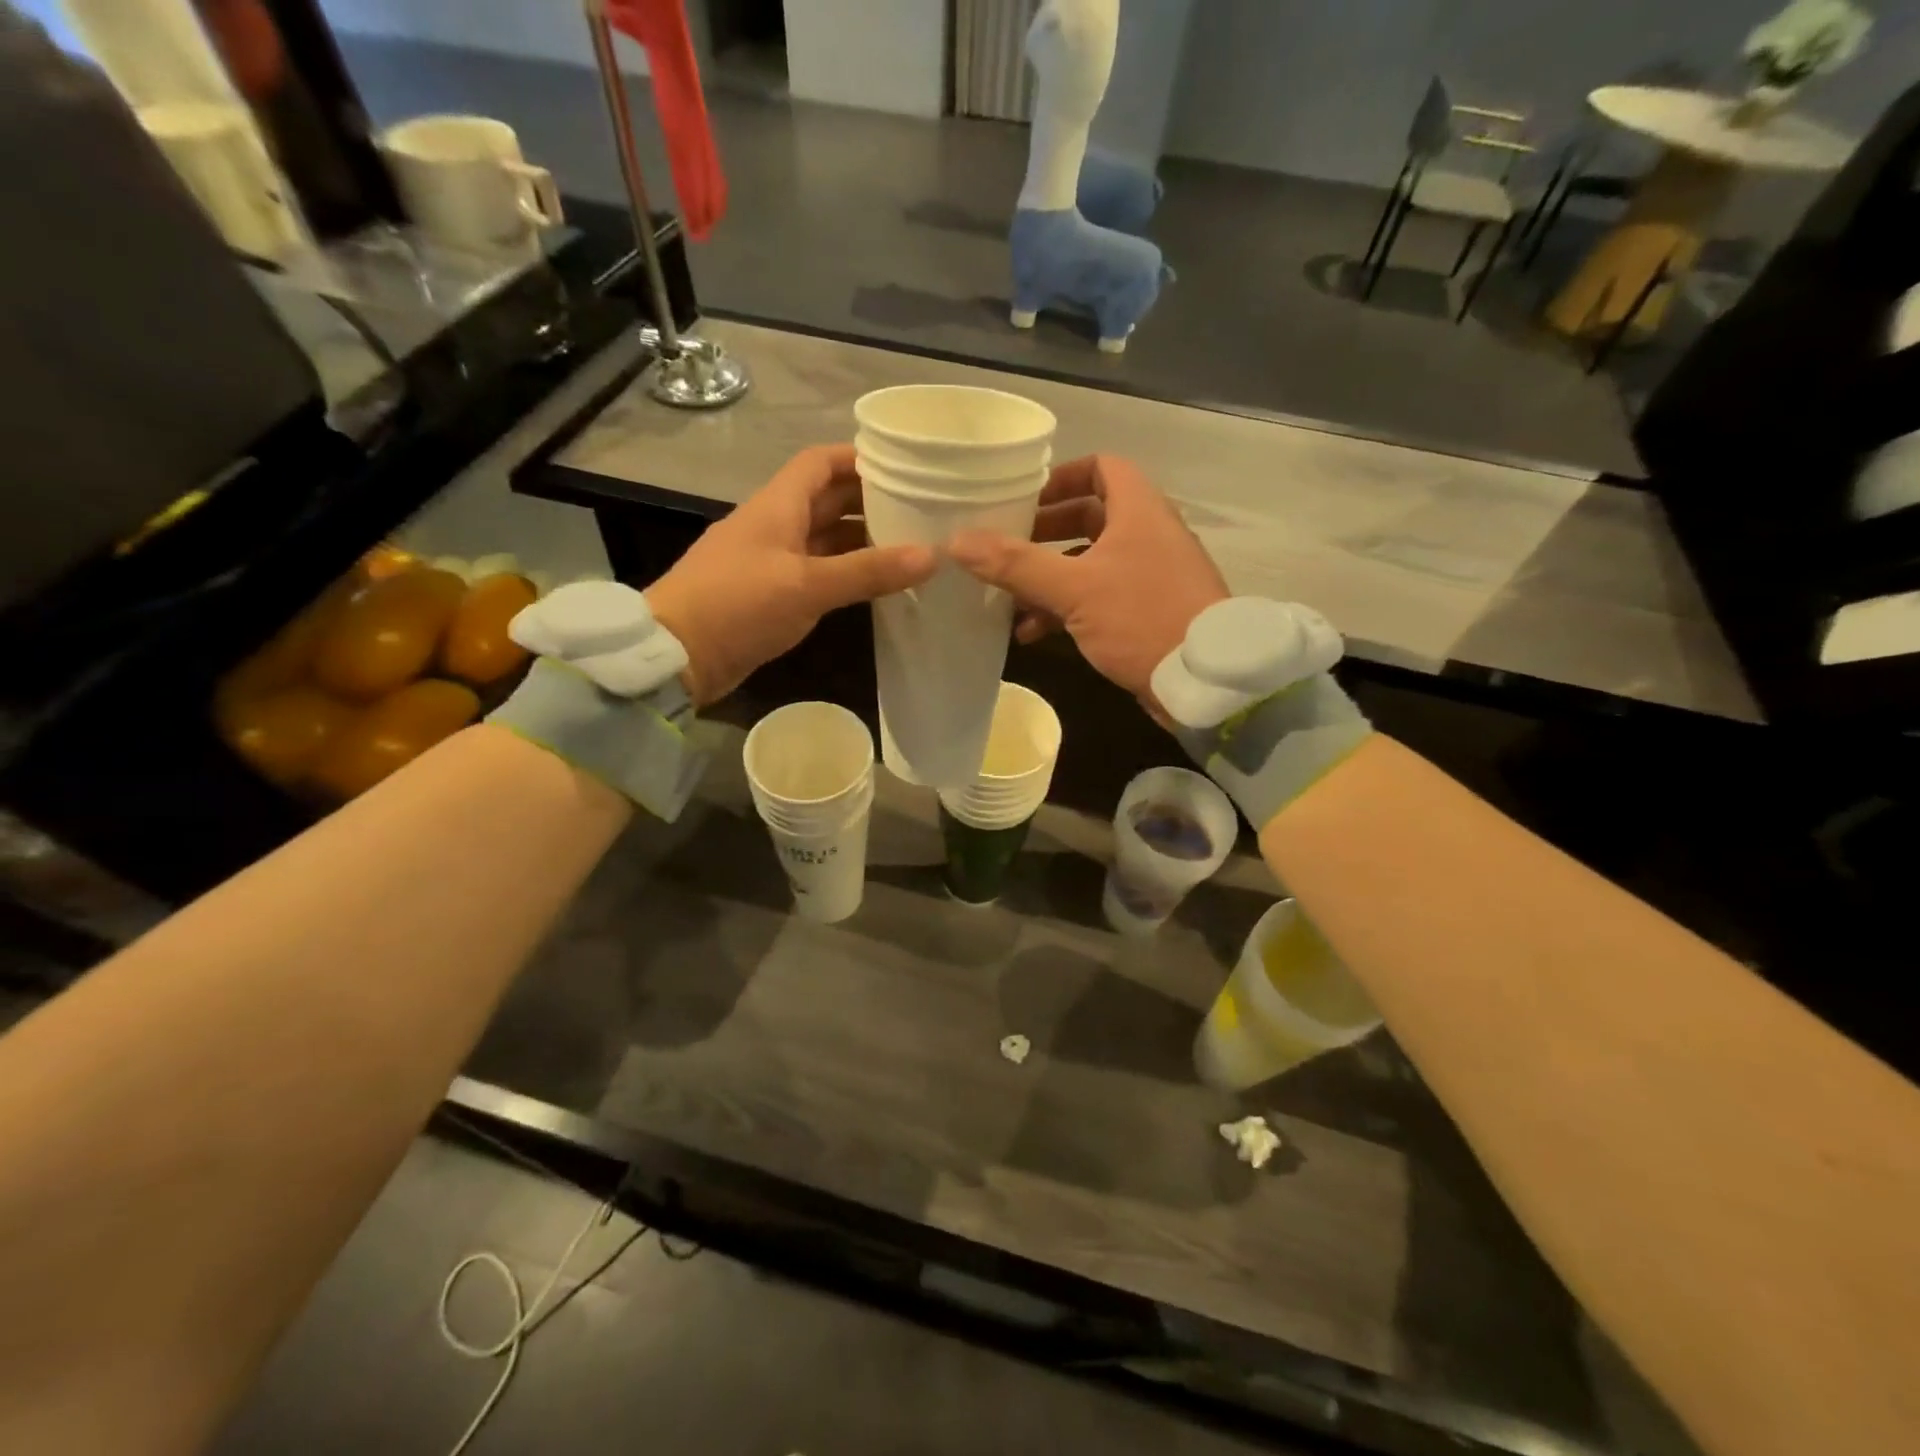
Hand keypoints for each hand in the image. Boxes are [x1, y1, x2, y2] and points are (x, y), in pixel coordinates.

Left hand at [646, 444, 934, 705]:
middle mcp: (776, 524)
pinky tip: (876, 583)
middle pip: (828, 499)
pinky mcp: (772, 593)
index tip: (904, 466)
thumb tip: (932, 555)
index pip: (821, 462)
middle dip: (870, 500)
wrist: (678, 654)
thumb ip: (868, 571)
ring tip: (910, 546)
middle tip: (921, 510)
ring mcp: (773, 560)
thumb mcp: (808, 585)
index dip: (859, 458)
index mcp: (778, 505)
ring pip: (825, 537)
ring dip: (862, 539)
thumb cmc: (739, 605)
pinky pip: (817, 570)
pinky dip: (846, 572)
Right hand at [948, 455, 1227, 710]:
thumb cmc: (1142, 617)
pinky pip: (1099, 597)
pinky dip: (1067, 608)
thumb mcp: (1074, 589)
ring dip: (1049, 577)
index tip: (1024, 499)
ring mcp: (1149, 575)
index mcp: (1139, 510)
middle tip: (1006, 546)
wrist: (1204, 681)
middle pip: (1090, 517)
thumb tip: (957, 541)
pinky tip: (1034, 633)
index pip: (1102, 468)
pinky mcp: (1147, 611)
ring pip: (1090, 562)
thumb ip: (1015, 565)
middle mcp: (1147, 534)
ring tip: (1009, 599)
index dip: (1061, 477)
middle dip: (1044, 533)